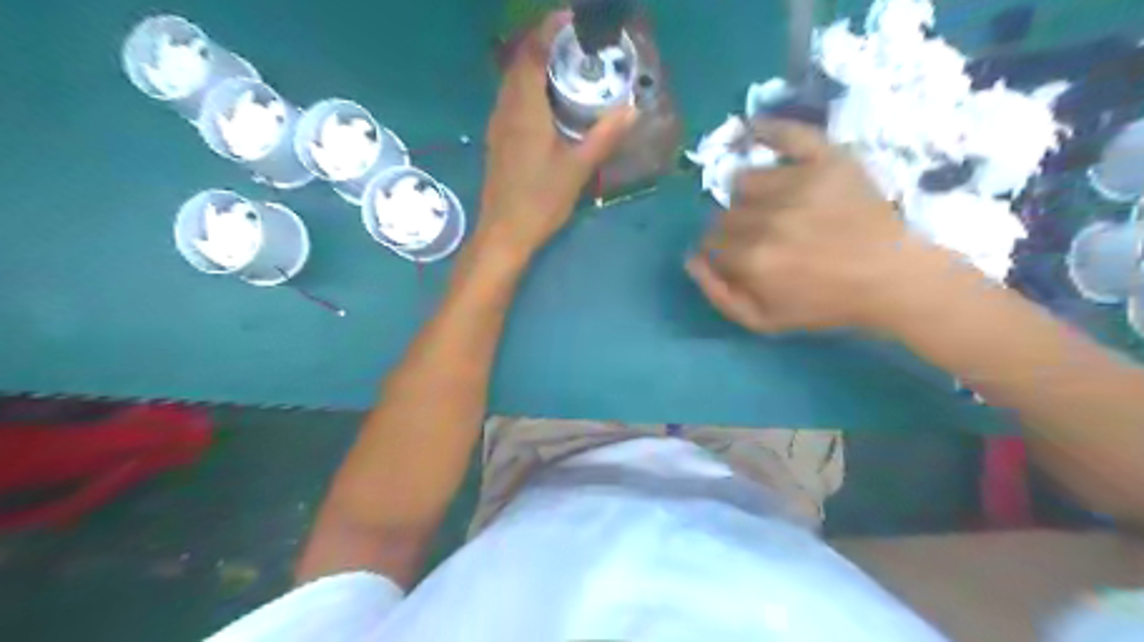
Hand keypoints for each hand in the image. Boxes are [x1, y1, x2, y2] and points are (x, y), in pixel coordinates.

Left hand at [477, 11, 638, 258]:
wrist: (504, 232)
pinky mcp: (498, 140)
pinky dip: (528, 87)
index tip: (571, 18)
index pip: (532, 54)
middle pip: (519, 62)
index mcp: (524, 109)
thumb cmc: (540, 200)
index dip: (549, 30)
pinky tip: (547, 102)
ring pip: (512, 82)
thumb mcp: (577, 169)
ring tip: (564, 67)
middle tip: (575, 44)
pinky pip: (511, 99)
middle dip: (542, 44)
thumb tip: (631, 109)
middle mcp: (506, 109)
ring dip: (534, 66)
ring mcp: (498, 125)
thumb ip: (604, 136)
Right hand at [688, 118, 937, 333]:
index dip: (718, 251)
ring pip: (745, 180)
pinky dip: (767, 129)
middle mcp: (768, 218)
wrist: (892, 278)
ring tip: (773, 205)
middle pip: (724, 213)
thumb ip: (719, 295)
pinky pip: (787, 134)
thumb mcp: (764, 321)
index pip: (710, 243)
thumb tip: (691, 260)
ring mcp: (798, 184)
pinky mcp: (827, 161)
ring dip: (750, 195)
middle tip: (759, 237)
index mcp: (753, 259)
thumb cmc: (826, 304)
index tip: (734, 256)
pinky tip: (752, 129)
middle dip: (733, 228)